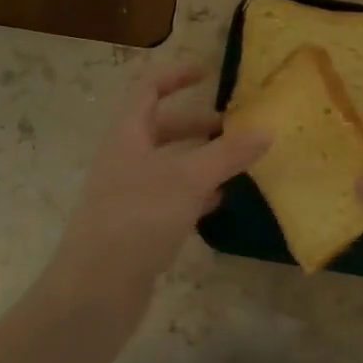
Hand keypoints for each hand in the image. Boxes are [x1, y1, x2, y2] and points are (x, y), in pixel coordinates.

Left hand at [46, 66, 269, 304]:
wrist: (95, 289)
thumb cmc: (138, 219)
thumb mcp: (188, 179)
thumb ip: (227, 154)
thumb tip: (266, 130)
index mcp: (127, 136)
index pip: (148, 90)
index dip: (175, 76)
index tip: (207, 73)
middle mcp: (124, 160)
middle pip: (161, 129)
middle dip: (197, 125)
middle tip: (234, 128)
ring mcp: (129, 195)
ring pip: (169, 166)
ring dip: (200, 160)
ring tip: (236, 163)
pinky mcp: (137, 227)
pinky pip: (170, 198)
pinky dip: (195, 193)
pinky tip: (218, 201)